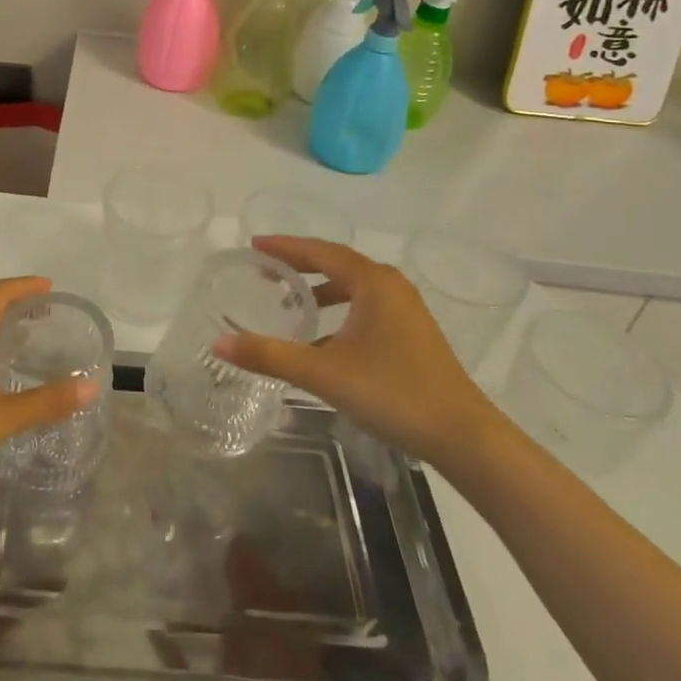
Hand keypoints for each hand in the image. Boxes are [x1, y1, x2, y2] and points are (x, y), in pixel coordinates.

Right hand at [213, 237, 499, 463]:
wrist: (462, 435)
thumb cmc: (392, 392)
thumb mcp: (324, 373)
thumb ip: (270, 356)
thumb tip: (219, 343)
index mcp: (372, 282)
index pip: (320, 251)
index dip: (285, 247)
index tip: (254, 245)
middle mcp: (390, 286)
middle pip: (336, 263)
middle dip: (299, 264)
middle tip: (264, 270)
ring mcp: (405, 309)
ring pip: (353, 286)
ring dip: (319, 289)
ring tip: (288, 300)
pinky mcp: (411, 333)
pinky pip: (365, 306)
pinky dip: (338, 310)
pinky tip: (321, 339)